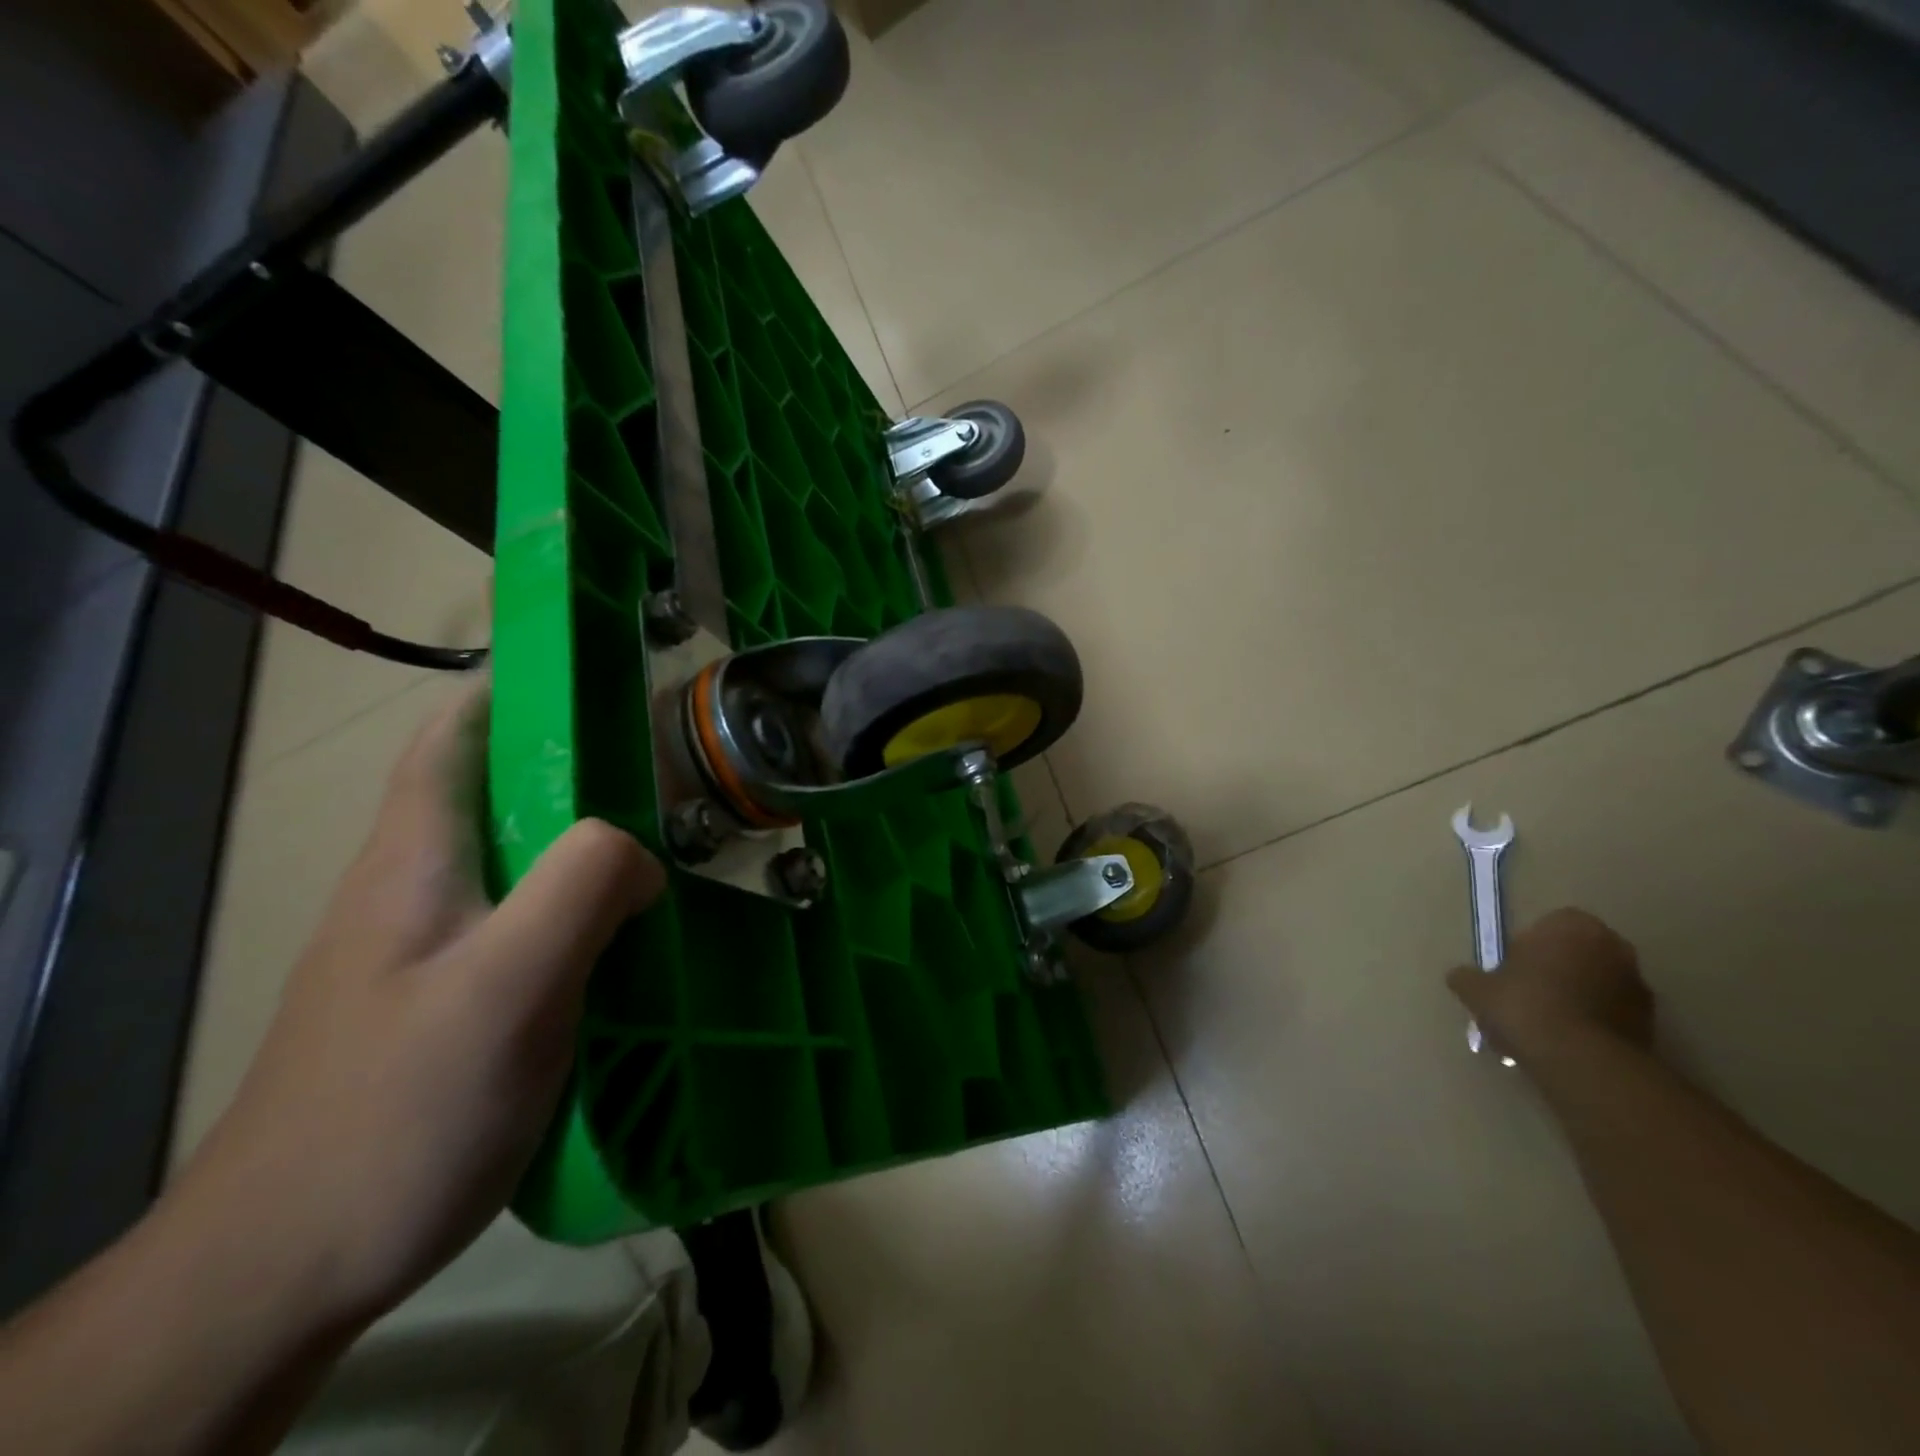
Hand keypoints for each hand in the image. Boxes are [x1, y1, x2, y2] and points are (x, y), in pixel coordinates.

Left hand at [174, 678, 663, 1328]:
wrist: (290, 1263)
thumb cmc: (400, 1106)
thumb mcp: (508, 983)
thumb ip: (581, 886)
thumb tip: (641, 849)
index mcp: (419, 857)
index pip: (456, 734)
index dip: (519, 686)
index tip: (604, 673)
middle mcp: (419, 887)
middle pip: (503, 793)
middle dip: (585, 765)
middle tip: (676, 768)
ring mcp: (434, 947)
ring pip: (524, 860)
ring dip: (592, 840)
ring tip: (677, 842)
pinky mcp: (454, 999)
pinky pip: (533, 922)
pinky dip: (586, 907)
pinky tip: (636, 935)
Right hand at [1445, 907, 1652, 1066]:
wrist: (1580, 1059)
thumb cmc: (1524, 1005)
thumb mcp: (1476, 989)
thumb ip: (1467, 977)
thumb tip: (1462, 977)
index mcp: (1572, 925)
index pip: (1547, 925)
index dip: (1526, 948)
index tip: (1511, 970)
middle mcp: (1613, 946)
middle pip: (1575, 954)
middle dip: (1554, 972)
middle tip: (1526, 997)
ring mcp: (1637, 985)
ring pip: (1595, 985)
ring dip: (1574, 999)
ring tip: (1545, 1027)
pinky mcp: (1652, 1022)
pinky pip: (1611, 1014)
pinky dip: (1592, 1024)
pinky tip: (1565, 1044)